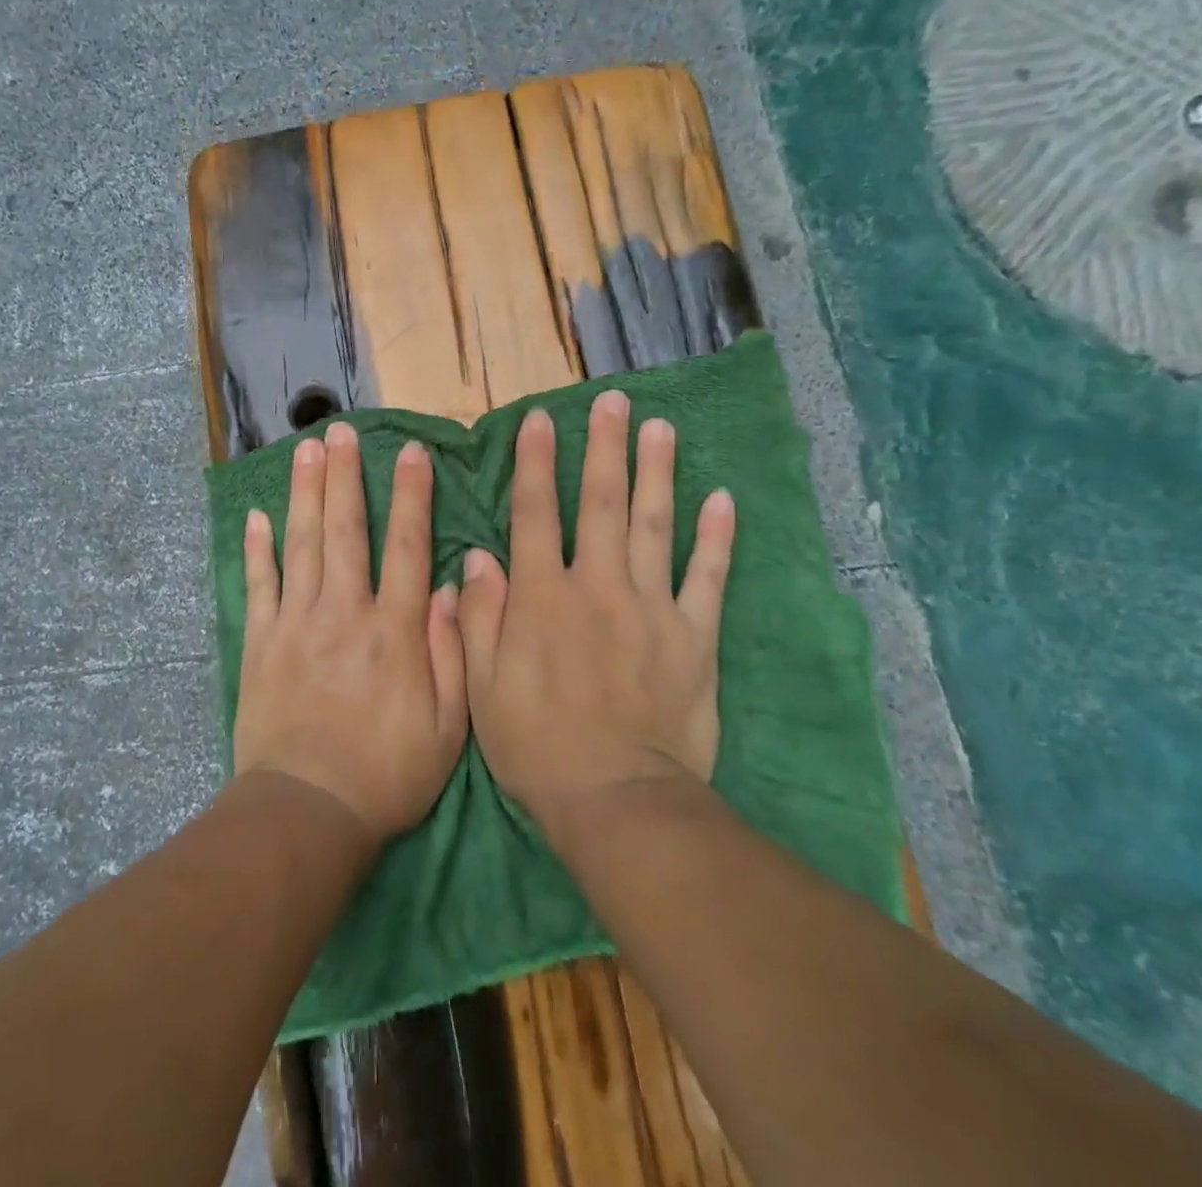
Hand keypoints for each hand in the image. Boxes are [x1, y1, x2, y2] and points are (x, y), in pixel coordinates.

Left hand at [233, 423, 469, 846]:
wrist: (309, 810)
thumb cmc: (388, 772)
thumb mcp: (449, 725)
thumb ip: (452, 650)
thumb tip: (451, 586)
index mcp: (395, 629)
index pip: (408, 546)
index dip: (412, 496)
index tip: (412, 453)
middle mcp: (345, 612)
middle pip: (345, 530)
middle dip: (345, 476)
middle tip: (340, 431)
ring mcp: (297, 623)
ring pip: (301, 544)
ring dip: (304, 493)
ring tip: (306, 451)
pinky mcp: (262, 643)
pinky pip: (259, 585)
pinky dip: (257, 550)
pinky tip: (257, 517)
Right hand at [458, 391, 736, 824]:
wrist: (617, 799)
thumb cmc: (537, 745)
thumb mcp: (482, 686)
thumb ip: (479, 616)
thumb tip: (477, 557)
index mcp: (542, 597)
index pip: (536, 514)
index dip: (537, 463)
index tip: (541, 420)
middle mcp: (597, 587)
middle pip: (602, 504)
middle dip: (605, 448)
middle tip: (613, 402)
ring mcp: (652, 608)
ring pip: (656, 526)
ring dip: (658, 472)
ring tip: (662, 428)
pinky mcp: (695, 636)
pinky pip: (708, 578)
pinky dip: (717, 538)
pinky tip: (723, 499)